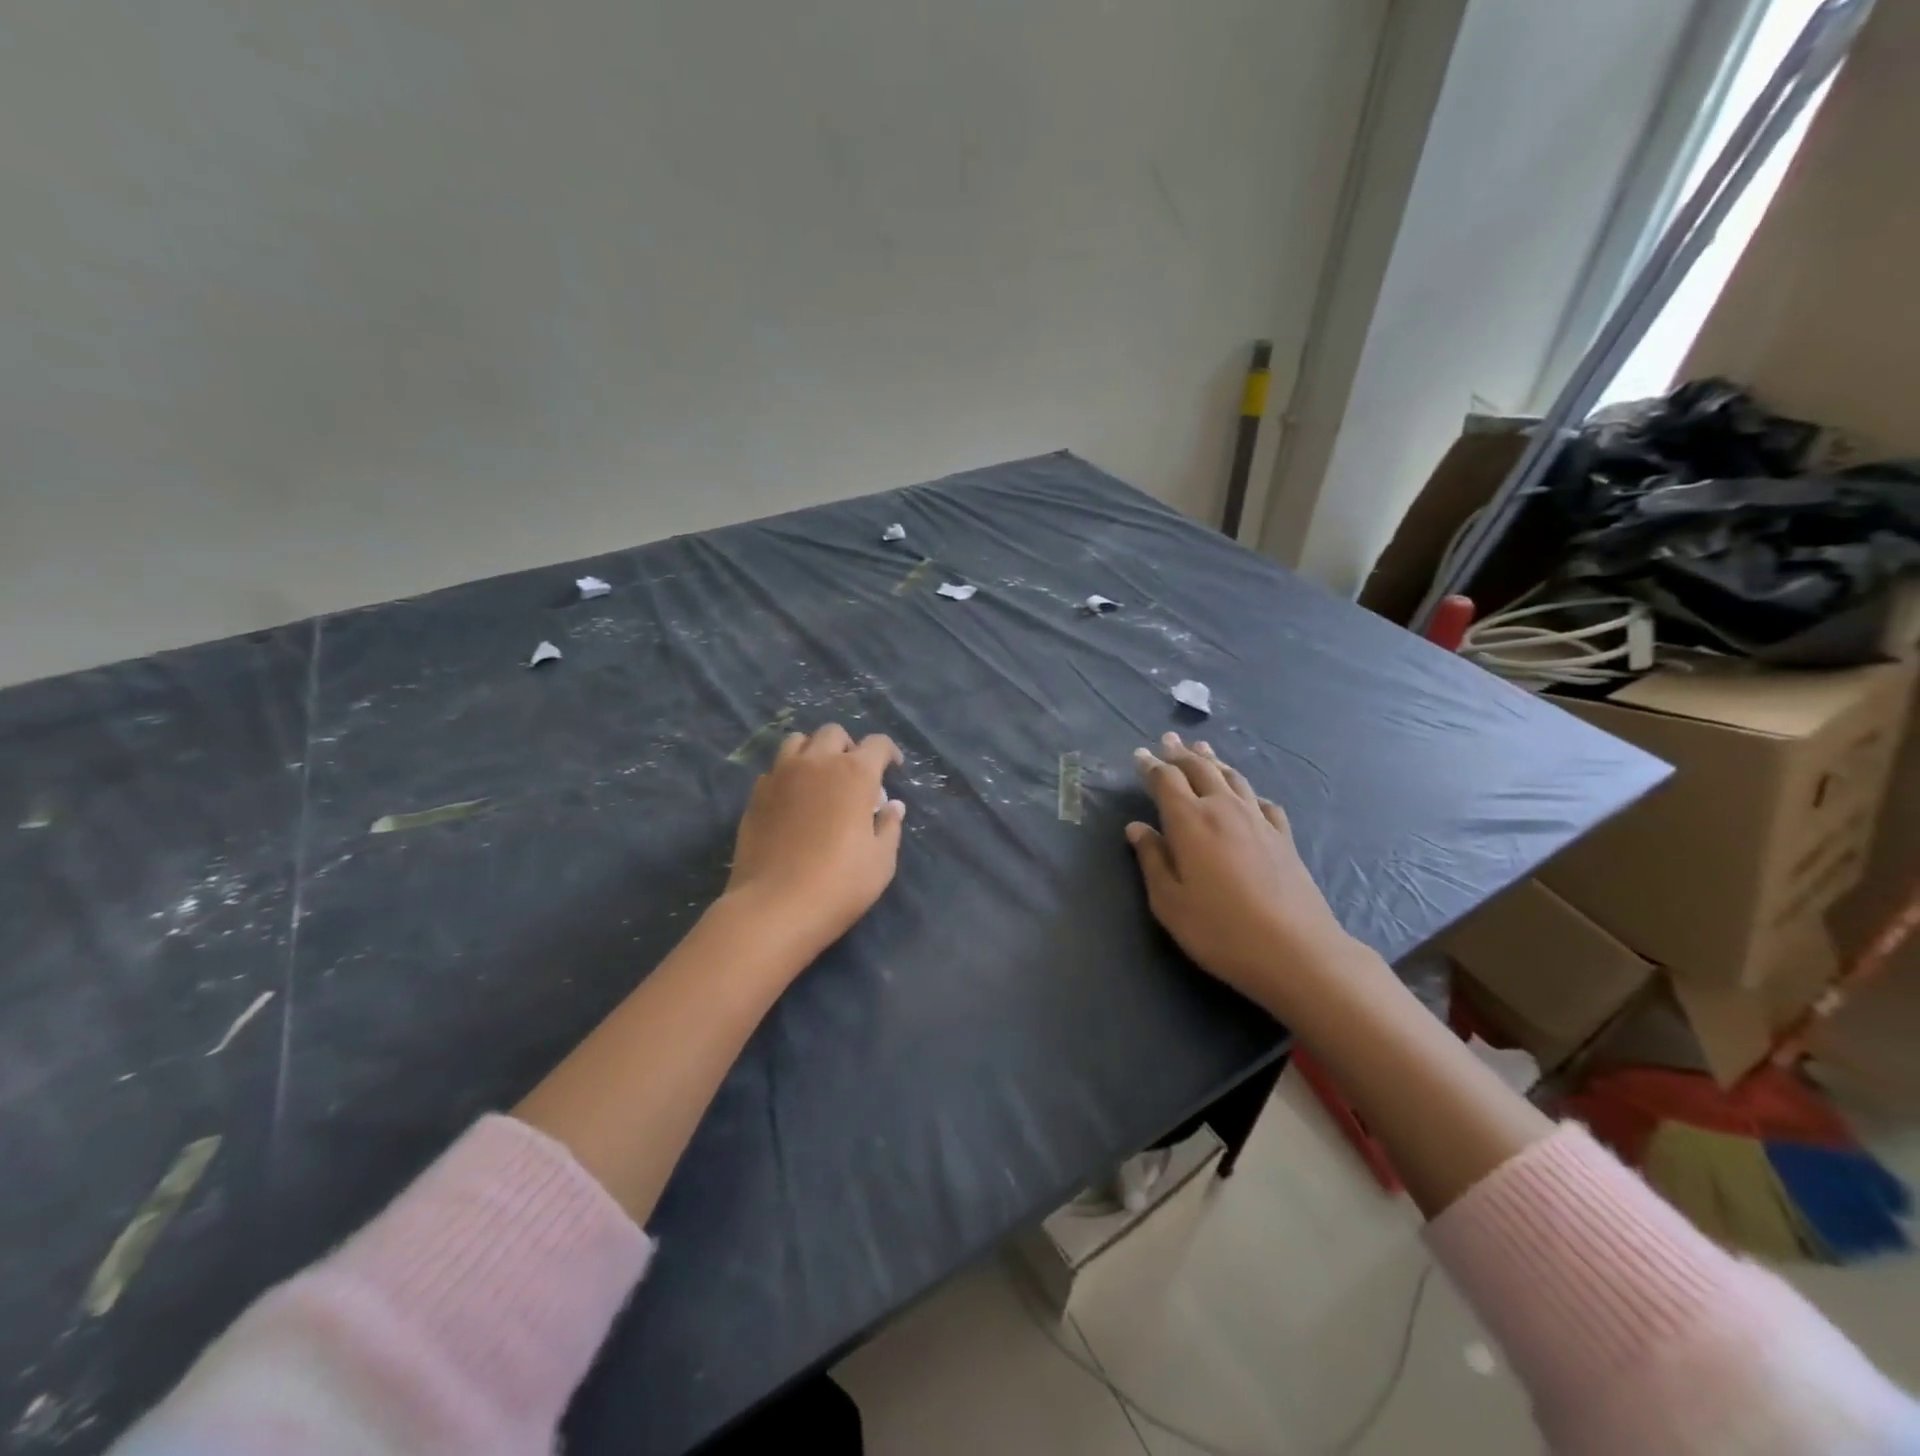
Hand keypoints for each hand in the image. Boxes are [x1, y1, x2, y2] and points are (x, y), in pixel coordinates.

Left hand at [723, 723, 906, 958]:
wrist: (774, 906)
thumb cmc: (839, 883)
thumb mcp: (881, 861)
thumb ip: (889, 827)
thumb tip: (892, 806)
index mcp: (854, 773)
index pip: (877, 744)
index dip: (889, 753)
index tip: (893, 769)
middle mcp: (816, 763)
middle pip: (833, 734)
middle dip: (848, 747)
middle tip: (854, 774)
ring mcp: (780, 775)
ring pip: (797, 742)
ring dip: (814, 751)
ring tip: (819, 777)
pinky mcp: (756, 795)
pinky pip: (775, 769)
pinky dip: (788, 774)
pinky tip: (793, 800)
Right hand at [1126, 733, 1356, 1010]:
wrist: (1296, 951)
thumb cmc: (1220, 930)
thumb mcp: (1170, 902)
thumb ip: (1152, 860)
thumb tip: (1137, 828)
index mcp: (1190, 821)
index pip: (1165, 781)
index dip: (1151, 766)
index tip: (1139, 754)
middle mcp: (1224, 809)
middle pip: (1200, 769)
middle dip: (1181, 754)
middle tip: (1168, 740)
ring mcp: (1258, 821)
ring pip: (1233, 778)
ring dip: (1214, 762)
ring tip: (1203, 750)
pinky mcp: (1284, 837)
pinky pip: (1262, 801)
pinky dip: (1249, 792)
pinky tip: (1249, 796)